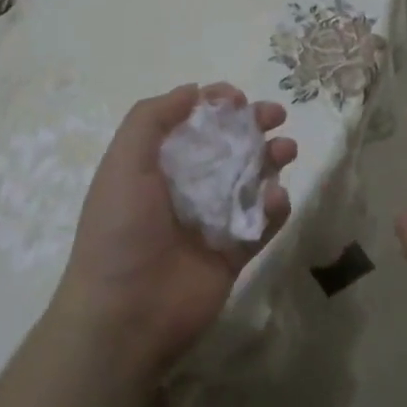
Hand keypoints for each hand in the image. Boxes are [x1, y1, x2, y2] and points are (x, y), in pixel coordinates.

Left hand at [52, 83, 295, 379]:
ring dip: (272, 158)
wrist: (125, 316)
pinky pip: (263, 222)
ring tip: (286, 150)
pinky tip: (276, 198)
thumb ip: (152, 119)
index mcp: (156, 167)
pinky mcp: (236, 252)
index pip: (192, 124)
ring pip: (252, 180)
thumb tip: (192, 90)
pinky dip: (275, 206)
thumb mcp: (123, 163)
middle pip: (228, 147)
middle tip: (276, 115)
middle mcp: (186, 189)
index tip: (237, 98)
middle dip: (254, 126)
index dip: (216, 106)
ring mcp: (213, 222)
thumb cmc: (120, 232)